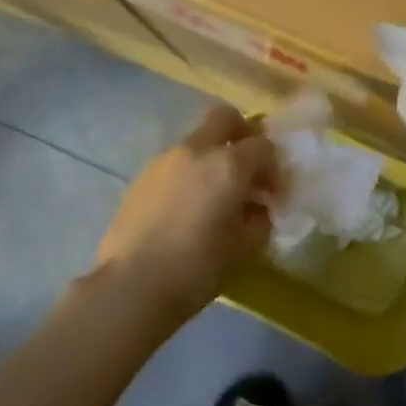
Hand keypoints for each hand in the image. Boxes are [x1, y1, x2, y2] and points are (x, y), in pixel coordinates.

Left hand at [94, 106, 277, 317]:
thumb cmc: (197, 267)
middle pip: (226, 118)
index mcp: (228, 164)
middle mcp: (196, 150)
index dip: (274, 169)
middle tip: (248, 169)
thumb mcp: (244, 247)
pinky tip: (187, 209)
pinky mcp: (141, 177)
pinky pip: (175, 164)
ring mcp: (164, 160)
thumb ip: (259, 220)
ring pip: (197, 141)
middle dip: (243, 135)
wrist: (131, 286)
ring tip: (215, 197)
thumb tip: (258, 208)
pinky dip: (189, 174)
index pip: (263, 146)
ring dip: (213, 158)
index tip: (273, 196)